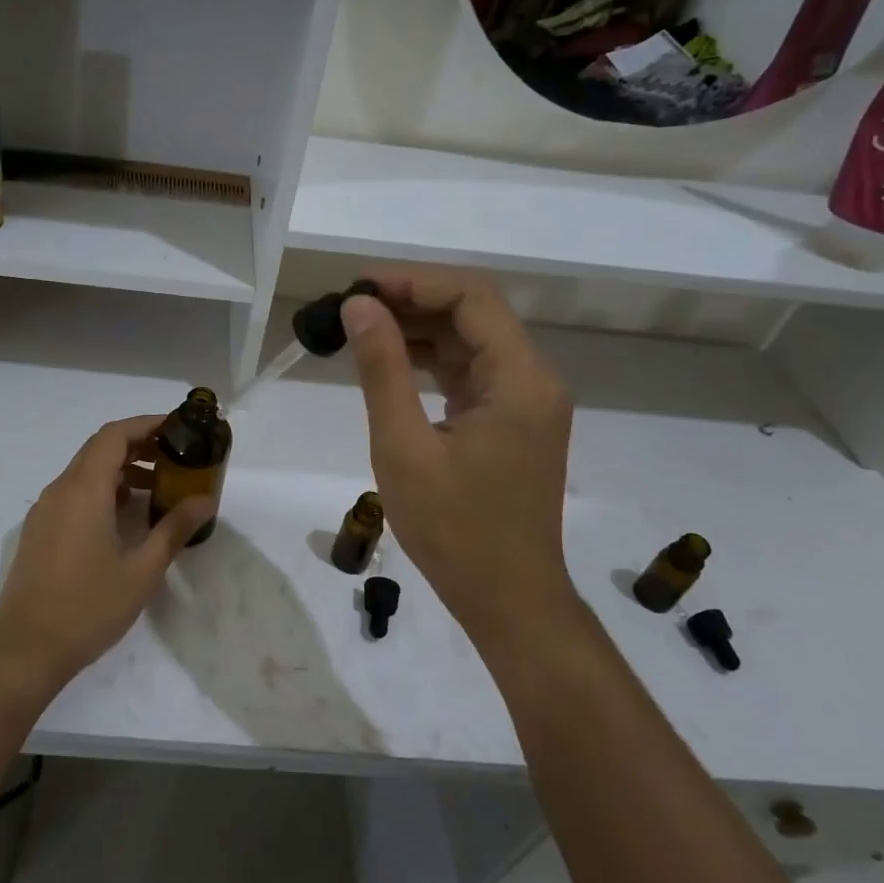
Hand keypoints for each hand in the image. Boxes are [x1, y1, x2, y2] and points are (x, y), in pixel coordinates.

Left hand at [0, 415, 215, 698]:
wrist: (26, 650)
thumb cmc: (88, 608)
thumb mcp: (142, 570)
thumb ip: (175, 528)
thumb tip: (206, 500)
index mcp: (84, 490)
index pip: (114, 435)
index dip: (147, 424)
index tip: (178, 428)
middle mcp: (60, 490)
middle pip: (100, 448)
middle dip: (139, 445)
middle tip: (176, 456)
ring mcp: (45, 510)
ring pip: (86, 471)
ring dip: (121, 469)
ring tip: (158, 487)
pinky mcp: (39, 530)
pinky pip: (74, 493)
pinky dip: (103, 490)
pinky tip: (125, 516)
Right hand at [340, 268, 575, 643]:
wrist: (508, 599)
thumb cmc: (454, 530)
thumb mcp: (404, 447)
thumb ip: (382, 369)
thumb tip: (358, 306)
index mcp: (519, 379)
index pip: (472, 297)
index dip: (414, 282)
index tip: (358, 289)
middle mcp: (533, 379)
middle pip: (474, 313)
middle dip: (412, 302)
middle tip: (350, 308)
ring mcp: (525, 401)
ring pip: (471, 341)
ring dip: (419, 329)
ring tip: (361, 331)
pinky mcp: (511, 421)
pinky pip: (471, 372)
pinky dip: (431, 361)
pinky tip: (390, 363)